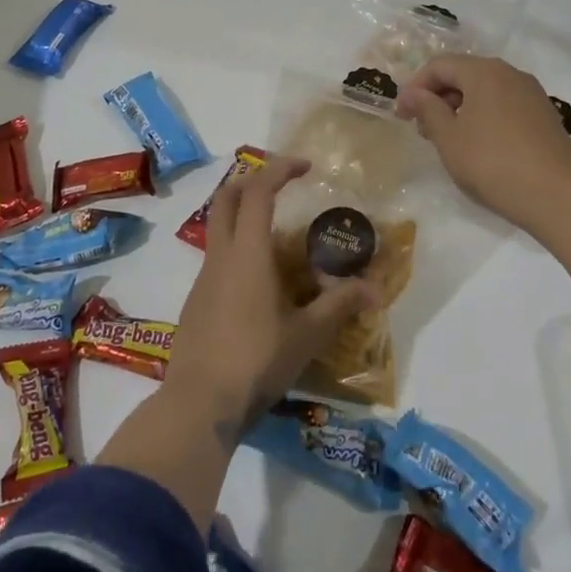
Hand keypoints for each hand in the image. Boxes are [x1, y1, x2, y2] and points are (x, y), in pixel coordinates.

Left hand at [162, 155, 375, 434]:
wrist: (198, 405)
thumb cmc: (256, 360)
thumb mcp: (307, 334)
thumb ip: (340, 306)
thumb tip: (375, 290)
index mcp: (247, 254)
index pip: (257, 192)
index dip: (280, 169)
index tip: (305, 166)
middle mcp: (220, 257)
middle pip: (226, 199)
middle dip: (252, 181)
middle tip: (283, 186)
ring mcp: (202, 280)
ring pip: (218, 229)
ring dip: (245, 218)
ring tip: (282, 241)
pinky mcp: (195, 303)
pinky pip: (217, 260)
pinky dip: (239, 251)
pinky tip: (262, 286)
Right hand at [395, 54, 570, 229]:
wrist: (557, 194)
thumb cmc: (492, 162)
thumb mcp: (449, 138)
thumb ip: (428, 110)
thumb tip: (414, 94)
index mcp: (484, 71)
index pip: (439, 65)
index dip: (415, 87)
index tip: (401, 116)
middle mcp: (510, 74)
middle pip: (464, 74)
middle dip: (438, 97)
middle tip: (422, 130)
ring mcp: (531, 94)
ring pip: (485, 91)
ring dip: (460, 108)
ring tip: (448, 140)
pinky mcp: (544, 116)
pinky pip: (504, 105)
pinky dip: (483, 117)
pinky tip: (478, 146)